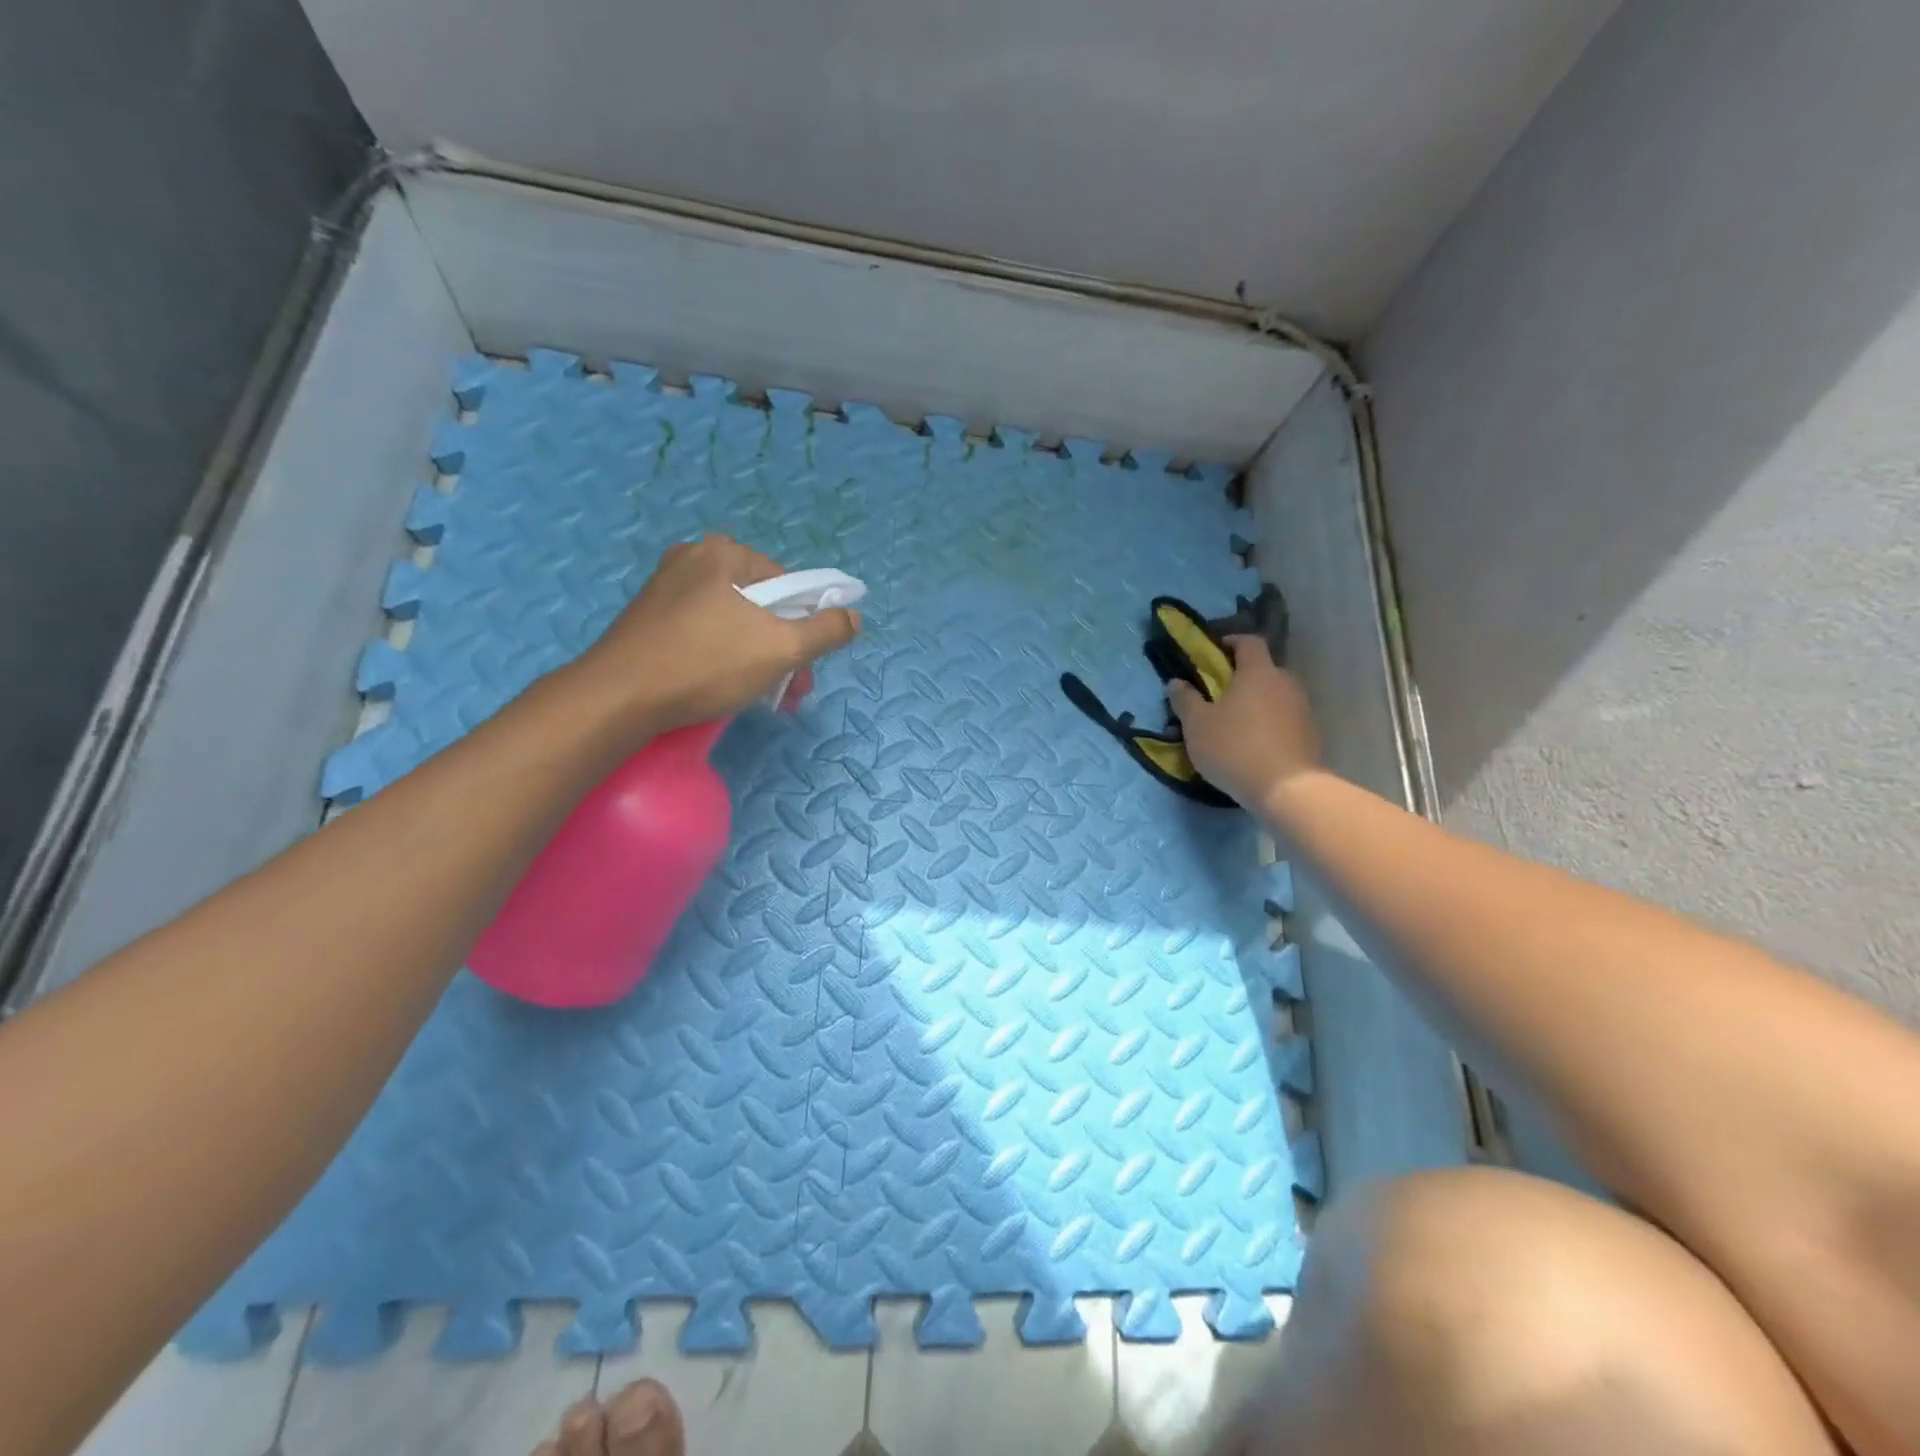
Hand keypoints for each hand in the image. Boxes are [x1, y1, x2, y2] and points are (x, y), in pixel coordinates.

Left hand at [569, 535, 860, 739]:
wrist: (619, 698)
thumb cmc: (707, 664)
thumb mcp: (781, 648)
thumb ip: (826, 630)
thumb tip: (853, 616)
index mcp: (723, 552)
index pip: (787, 585)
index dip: (804, 626)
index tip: (803, 665)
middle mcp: (692, 559)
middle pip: (759, 604)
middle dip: (780, 647)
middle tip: (785, 689)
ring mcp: (664, 588)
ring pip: (731, 622)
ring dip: (754, 656)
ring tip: (755, 694)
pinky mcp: (647, 619)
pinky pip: (701, 632)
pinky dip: (720, 656)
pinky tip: (718, 686)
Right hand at [1166, 635, 1320, 807]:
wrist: (1287, 789)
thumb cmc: (1235, 748)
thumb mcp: (1197, 725)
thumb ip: (1185, 700)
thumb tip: (1176, 682)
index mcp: (1258, 672)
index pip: (1249, 642)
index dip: (1232, 642)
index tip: (1215, 651)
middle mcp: (1286, 682)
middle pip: (1265, 669)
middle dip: (1243, 676)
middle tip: (1221, 694)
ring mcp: (1303, 708)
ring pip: (1276, 695)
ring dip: (1258, 701)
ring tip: (1237, 723)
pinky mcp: (1311, 734)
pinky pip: (1286, 718)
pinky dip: (1270, 723)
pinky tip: (1255, 744)